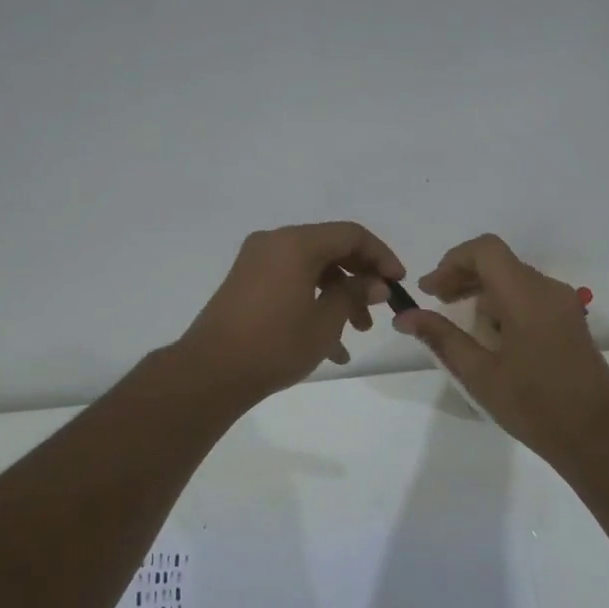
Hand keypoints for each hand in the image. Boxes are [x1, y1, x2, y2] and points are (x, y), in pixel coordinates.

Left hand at [176, 222, 404, 409]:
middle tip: (377, 311)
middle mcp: (274, 243)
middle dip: (359, 280)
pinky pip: (290, 284)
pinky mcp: (246, 285)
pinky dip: (312, 304)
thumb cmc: (275, 343)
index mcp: (295, 243)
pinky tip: (329, 348)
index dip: (381, 256)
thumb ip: (354, 294)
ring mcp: (256, 263)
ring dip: (338, 297)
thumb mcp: (326, 321)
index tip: (397, 283)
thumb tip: (376, 283)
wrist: (211, 372)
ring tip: (356, 334)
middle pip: (330, 250)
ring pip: (311, 270)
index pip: (351, 235)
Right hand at [393, 234, 608, 461]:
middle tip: (436, 302)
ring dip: (482, 289)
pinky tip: (490, 334)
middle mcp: (548, 289)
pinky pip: (530, 295)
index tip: (430, 290)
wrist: (596, 435)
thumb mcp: (479, 374)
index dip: (452, 261)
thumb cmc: (535, 406)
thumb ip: (442, 338)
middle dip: (462, 275)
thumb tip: (404, 317)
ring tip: (459, 321)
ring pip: (514, 277)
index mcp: (526, 296)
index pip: (485, 250)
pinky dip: (503, 302)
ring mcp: (563, 303)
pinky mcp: (569, 319)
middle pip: (499, 261)